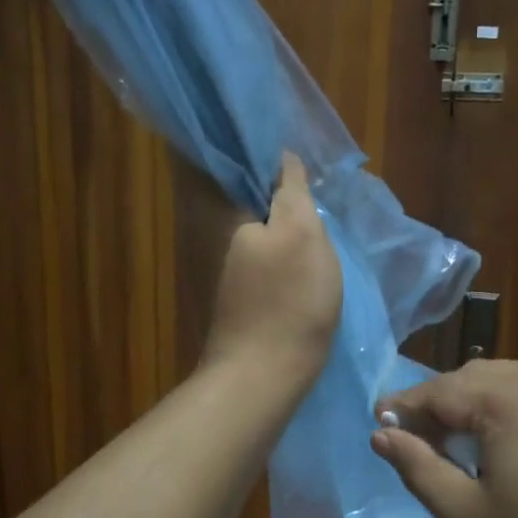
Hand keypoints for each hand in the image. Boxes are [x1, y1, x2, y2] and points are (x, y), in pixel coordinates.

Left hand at [196, 153, 341, 388]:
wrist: (263, 374)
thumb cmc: (289, 300)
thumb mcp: (302, 234)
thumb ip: (291, 190)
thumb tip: (283, 156)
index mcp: (221, 210)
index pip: (232, 160)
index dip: (261, 149)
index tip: (291, 142)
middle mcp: (210, 230)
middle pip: (241, 191)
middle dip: (270, 180)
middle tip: (308, 174)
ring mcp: (219, 263)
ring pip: (249, 220)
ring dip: (274, 210)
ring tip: (308, 202)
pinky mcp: (232, 288)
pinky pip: (252, 248)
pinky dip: (272, 239)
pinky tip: (296, 243)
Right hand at [372, 360, 517, 517]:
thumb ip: (420, 468)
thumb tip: (382, 433)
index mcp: (517, 398)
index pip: (443, 389)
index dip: (406, 407)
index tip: (378, 424)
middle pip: (482, 380)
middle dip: (445, 406)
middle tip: (417, 442)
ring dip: (484, 413)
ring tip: (463, 454)